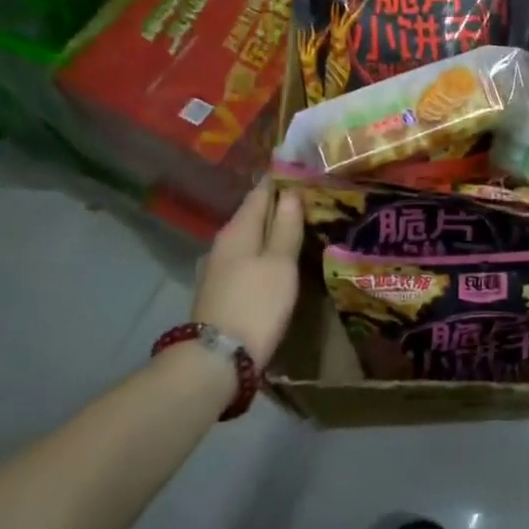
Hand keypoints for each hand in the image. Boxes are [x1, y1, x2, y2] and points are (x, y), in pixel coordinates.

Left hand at [192, 183, 302, 368]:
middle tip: (311, 197)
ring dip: (272, 230)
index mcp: (238, 229)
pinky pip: (247, 257)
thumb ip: (286, 227)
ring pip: (250, 237)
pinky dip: (265, 251)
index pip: (260, 192)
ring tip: (301, 225)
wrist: (217, 358)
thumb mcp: (280, 264)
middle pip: (254, 214)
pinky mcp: (222, 289)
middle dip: (279, 204)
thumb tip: (290, 191)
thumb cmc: (256, 304)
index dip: (281, 179)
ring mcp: (219, 267)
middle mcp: (224, 242)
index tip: (303, 170)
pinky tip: (280, 258)